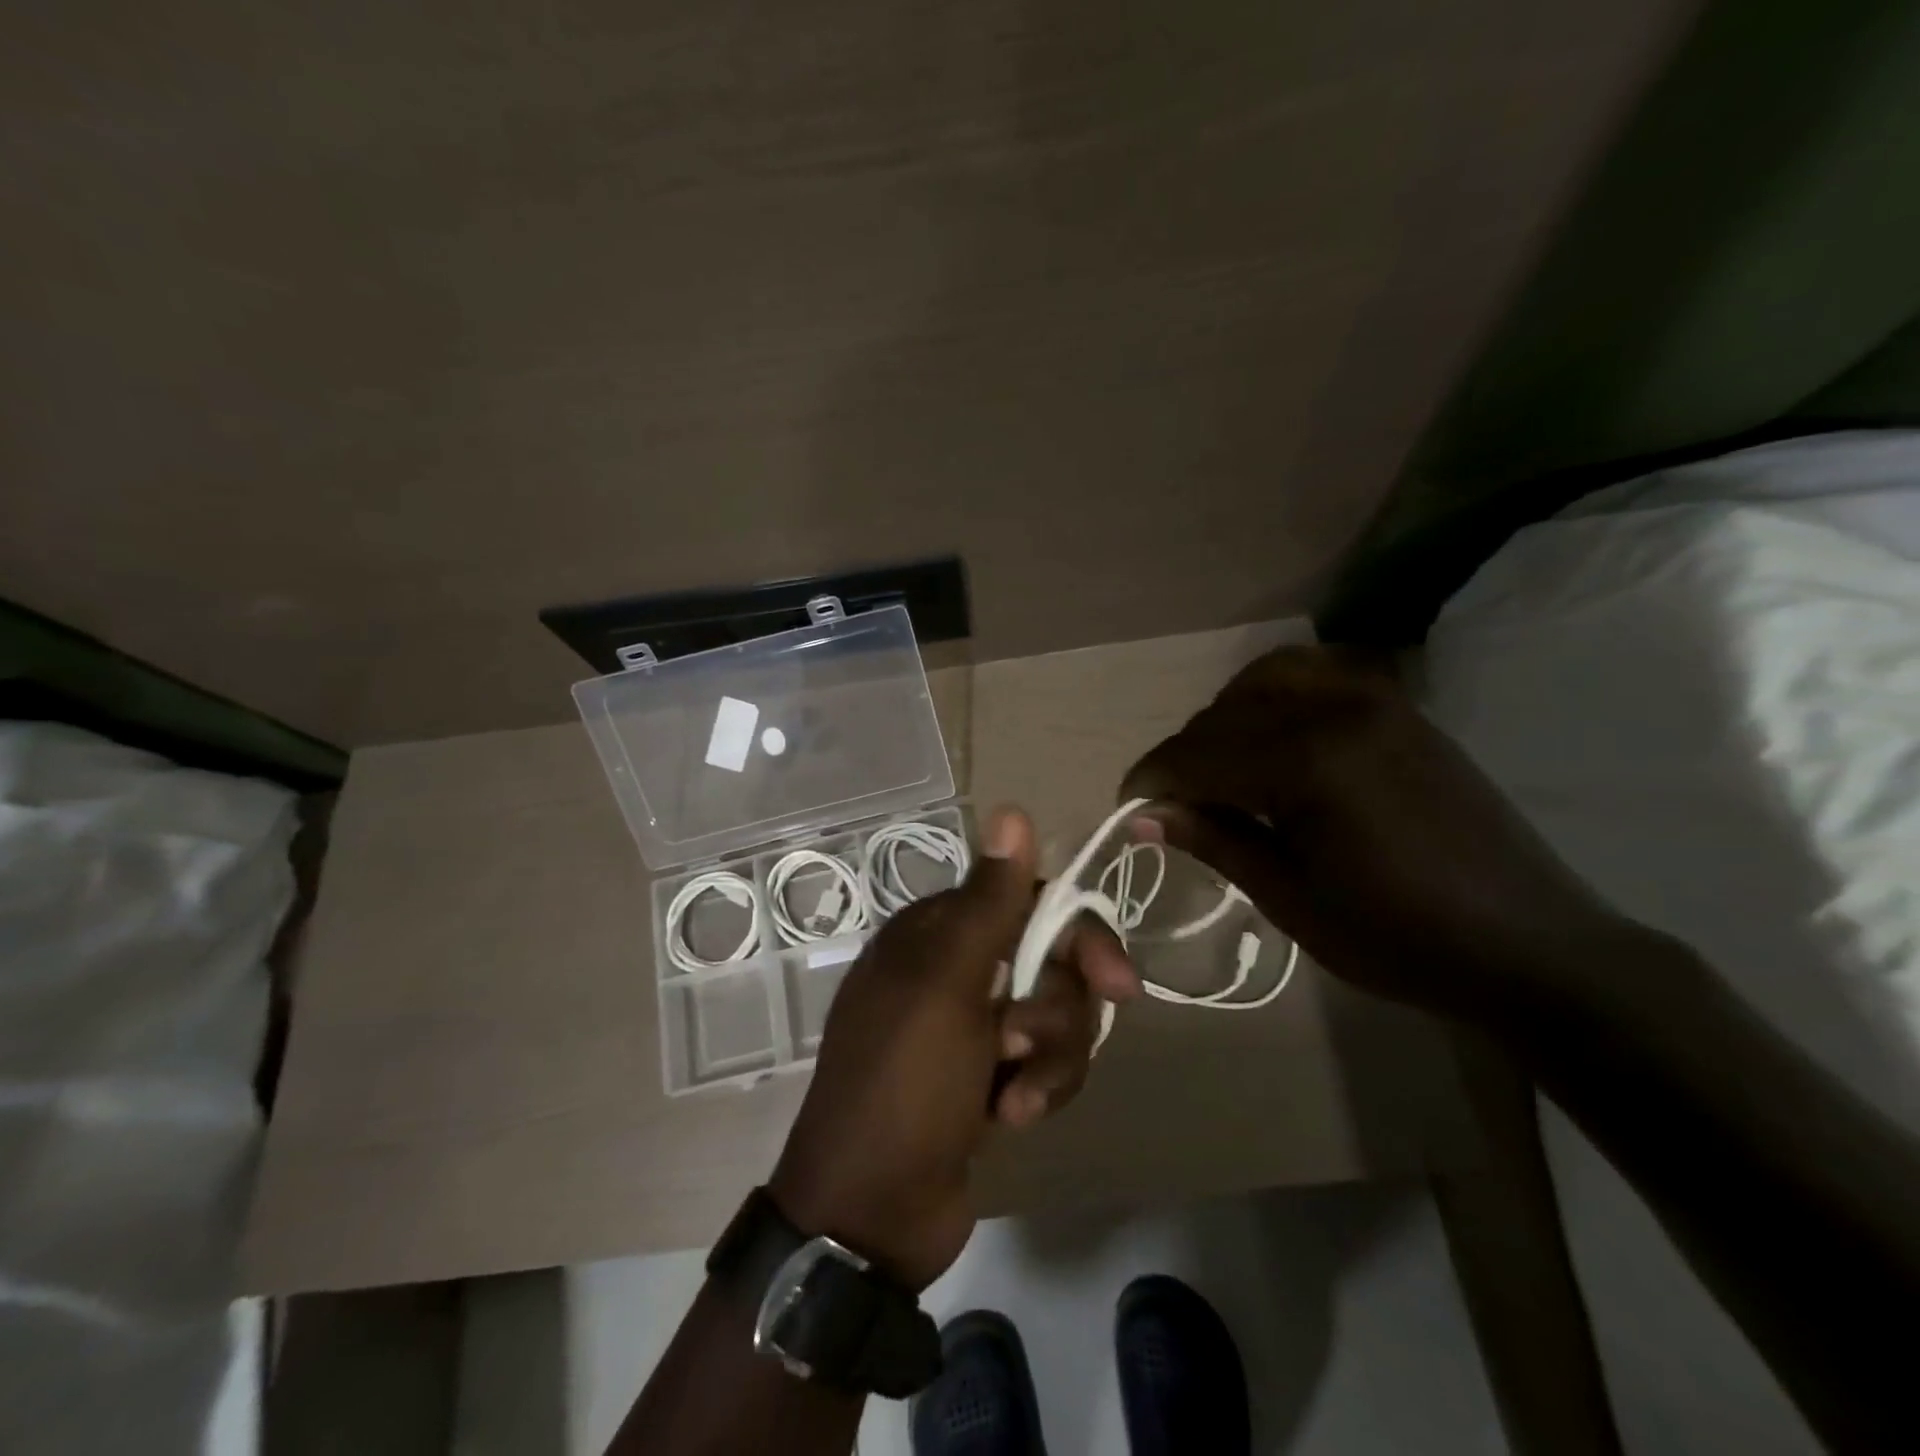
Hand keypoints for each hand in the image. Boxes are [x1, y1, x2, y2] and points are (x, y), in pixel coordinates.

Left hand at [768, 807, 1140, 1290]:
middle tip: (1033, 1046)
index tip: (1117, 982)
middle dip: (1057, 1011)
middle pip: (1050, 962)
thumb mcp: (946, 984)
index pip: (1029, 902)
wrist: (869, 1211)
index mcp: (938, 933)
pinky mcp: (986, 1075)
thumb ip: (988, 901)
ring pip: (1053, 1015)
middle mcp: (955, 968)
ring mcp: (971, 1025)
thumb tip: (1012, 808)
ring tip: (1013, 1096)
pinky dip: (1036, 1088)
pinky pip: (1043, 1061)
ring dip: (1048, 1059)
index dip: (1077, 936)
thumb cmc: (904, 1082)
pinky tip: (1007, 1118)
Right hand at [1121, 646, 1635, 1021]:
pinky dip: (1276, 695)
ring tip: (1220, 764)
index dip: (1153, 778)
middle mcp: (1337, 710)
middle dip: (1185, 753)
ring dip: (1227, 714)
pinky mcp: (1401, 708)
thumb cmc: (1399, 937)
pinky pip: (1318, 675)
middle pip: (1225, 714)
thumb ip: (1215, 841)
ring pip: (1268, 678)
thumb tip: (1145, 815)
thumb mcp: (1291, 899)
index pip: (1200, 753)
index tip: (1127, 806)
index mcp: (1308, 762)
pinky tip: (1273, 738)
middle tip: (1172, 801)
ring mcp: (1376, 700)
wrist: (1530, 946)